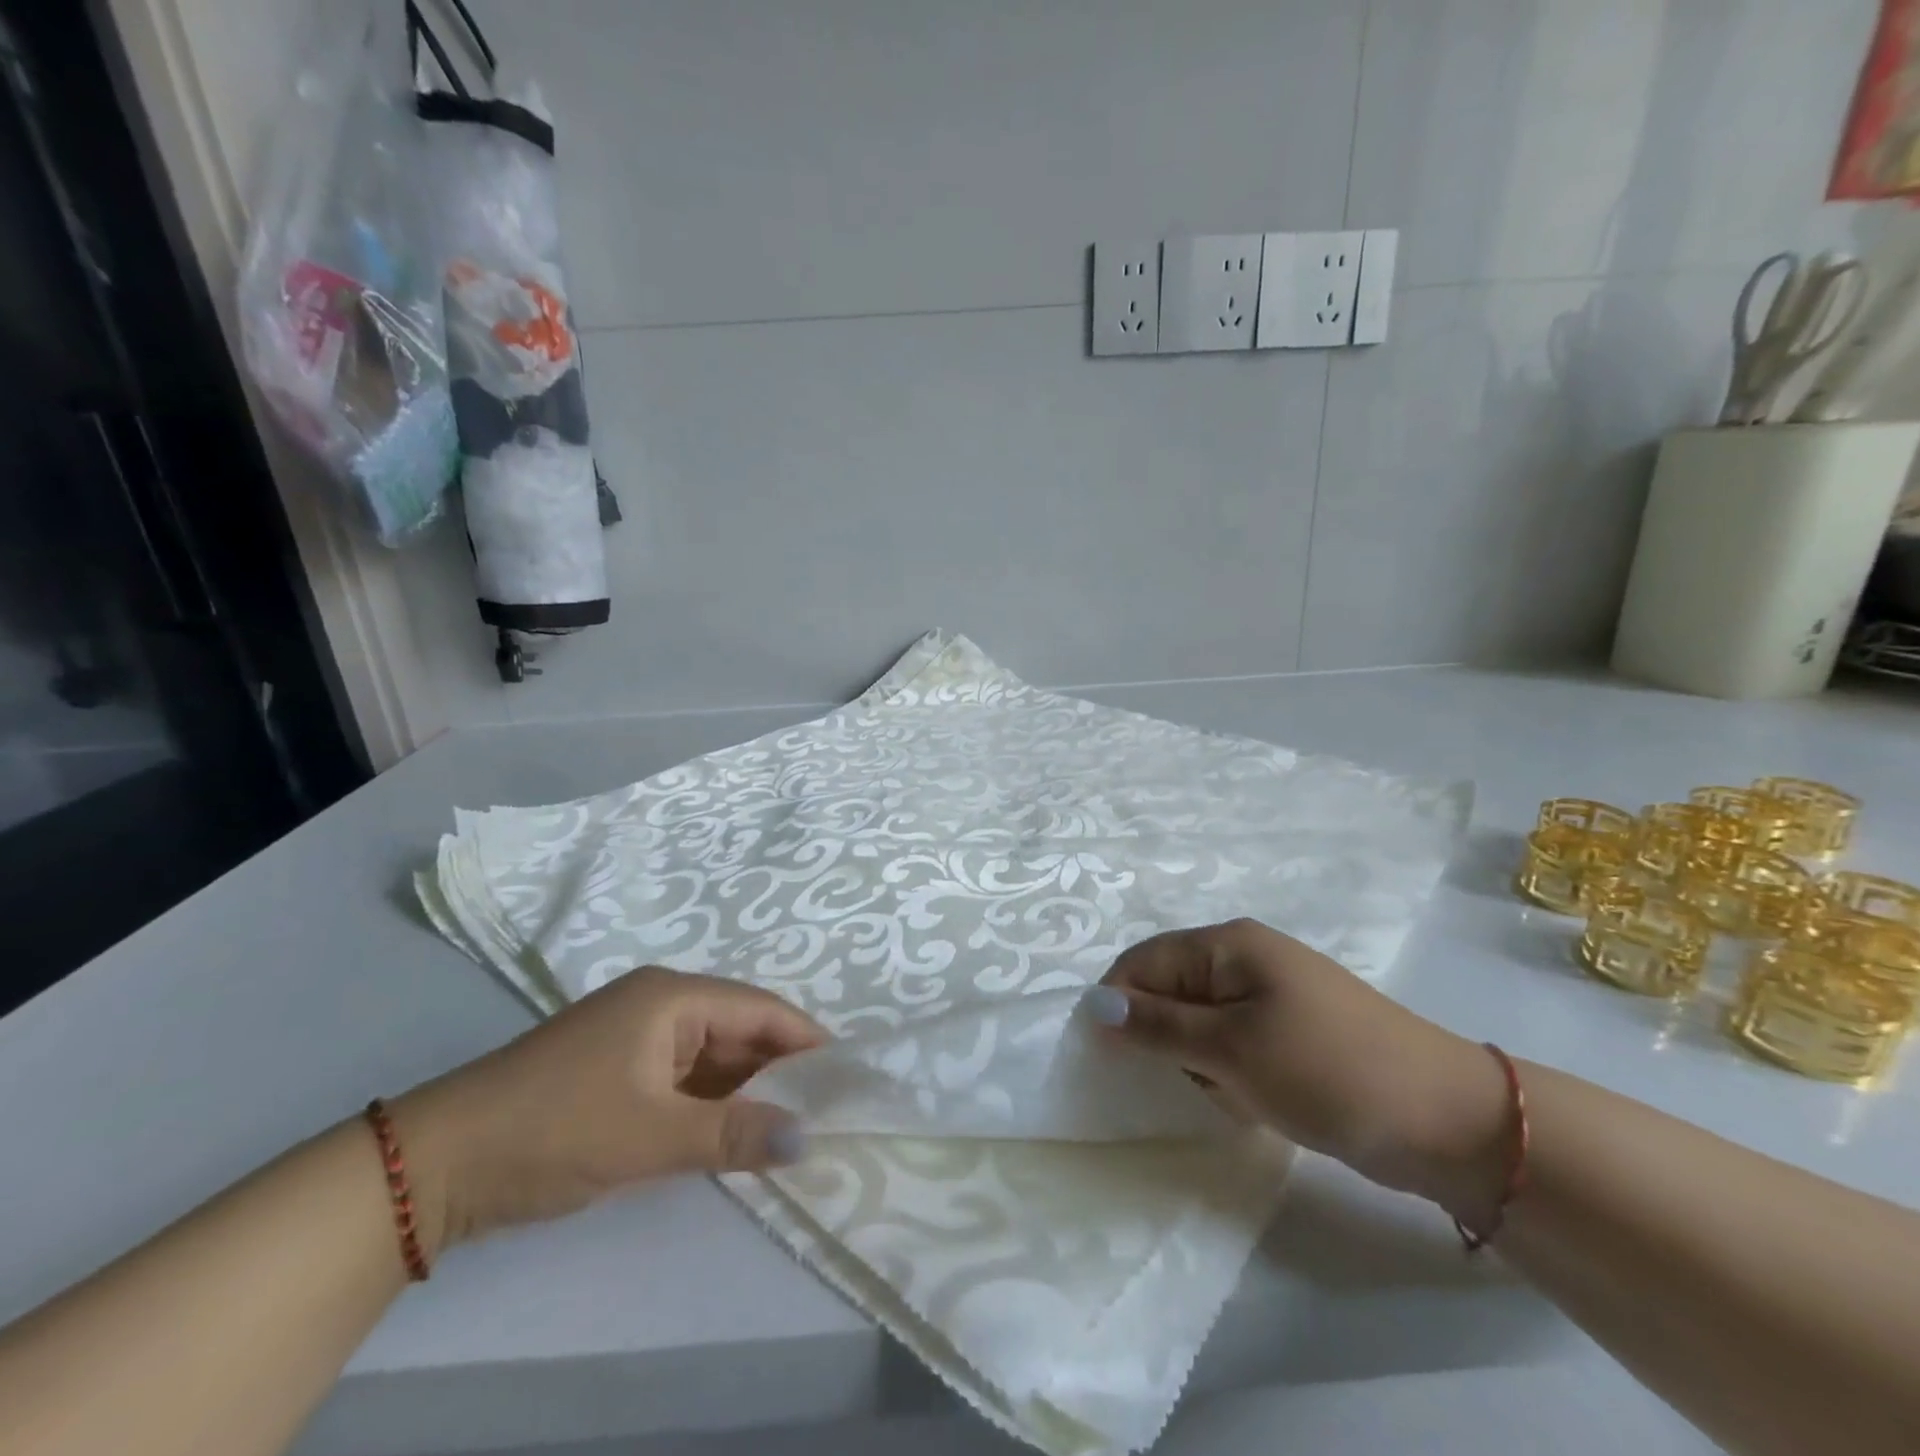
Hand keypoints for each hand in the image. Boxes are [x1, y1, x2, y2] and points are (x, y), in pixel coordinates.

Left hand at [392, 969, 825, 1255]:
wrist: (434, 1165)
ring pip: (713, 1057)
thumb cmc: (554, 1128)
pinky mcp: (618, 1070)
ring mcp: (636, 1037)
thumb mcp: (650, 1135)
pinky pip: (684, 1078)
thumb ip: (733, 1133)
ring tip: (792, 1124)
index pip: (760, 1009)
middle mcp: (660, 1005)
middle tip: (826, 1108)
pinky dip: (712, 1103)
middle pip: (739, 1030)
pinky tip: (735, 1131)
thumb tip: (808, 1138)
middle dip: (780, 1069)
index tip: (847, 1075)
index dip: (805, 1040)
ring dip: (747, 1089)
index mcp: (672, 997)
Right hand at [1089, 920, 1509, 1223]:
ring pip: (1199, 1022)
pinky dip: (1228, 1072)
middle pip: (1169, 989)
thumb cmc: (1326, 1070)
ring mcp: (1272, 995)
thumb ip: (1157, 1026)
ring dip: (1197, 1060)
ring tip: (1225, 1094)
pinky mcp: (1291, 1032)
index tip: (1109, 1059)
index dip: (1118, 1005)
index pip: (1144, 962)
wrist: (1448, 1119)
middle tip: (1182, 1081)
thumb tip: (1093, 1006)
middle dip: (1162, 1038)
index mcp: (1228, 944)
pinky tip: (1250, 1101)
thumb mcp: (1230, 1049)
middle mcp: (1245, 958)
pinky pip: (1232, 1043)